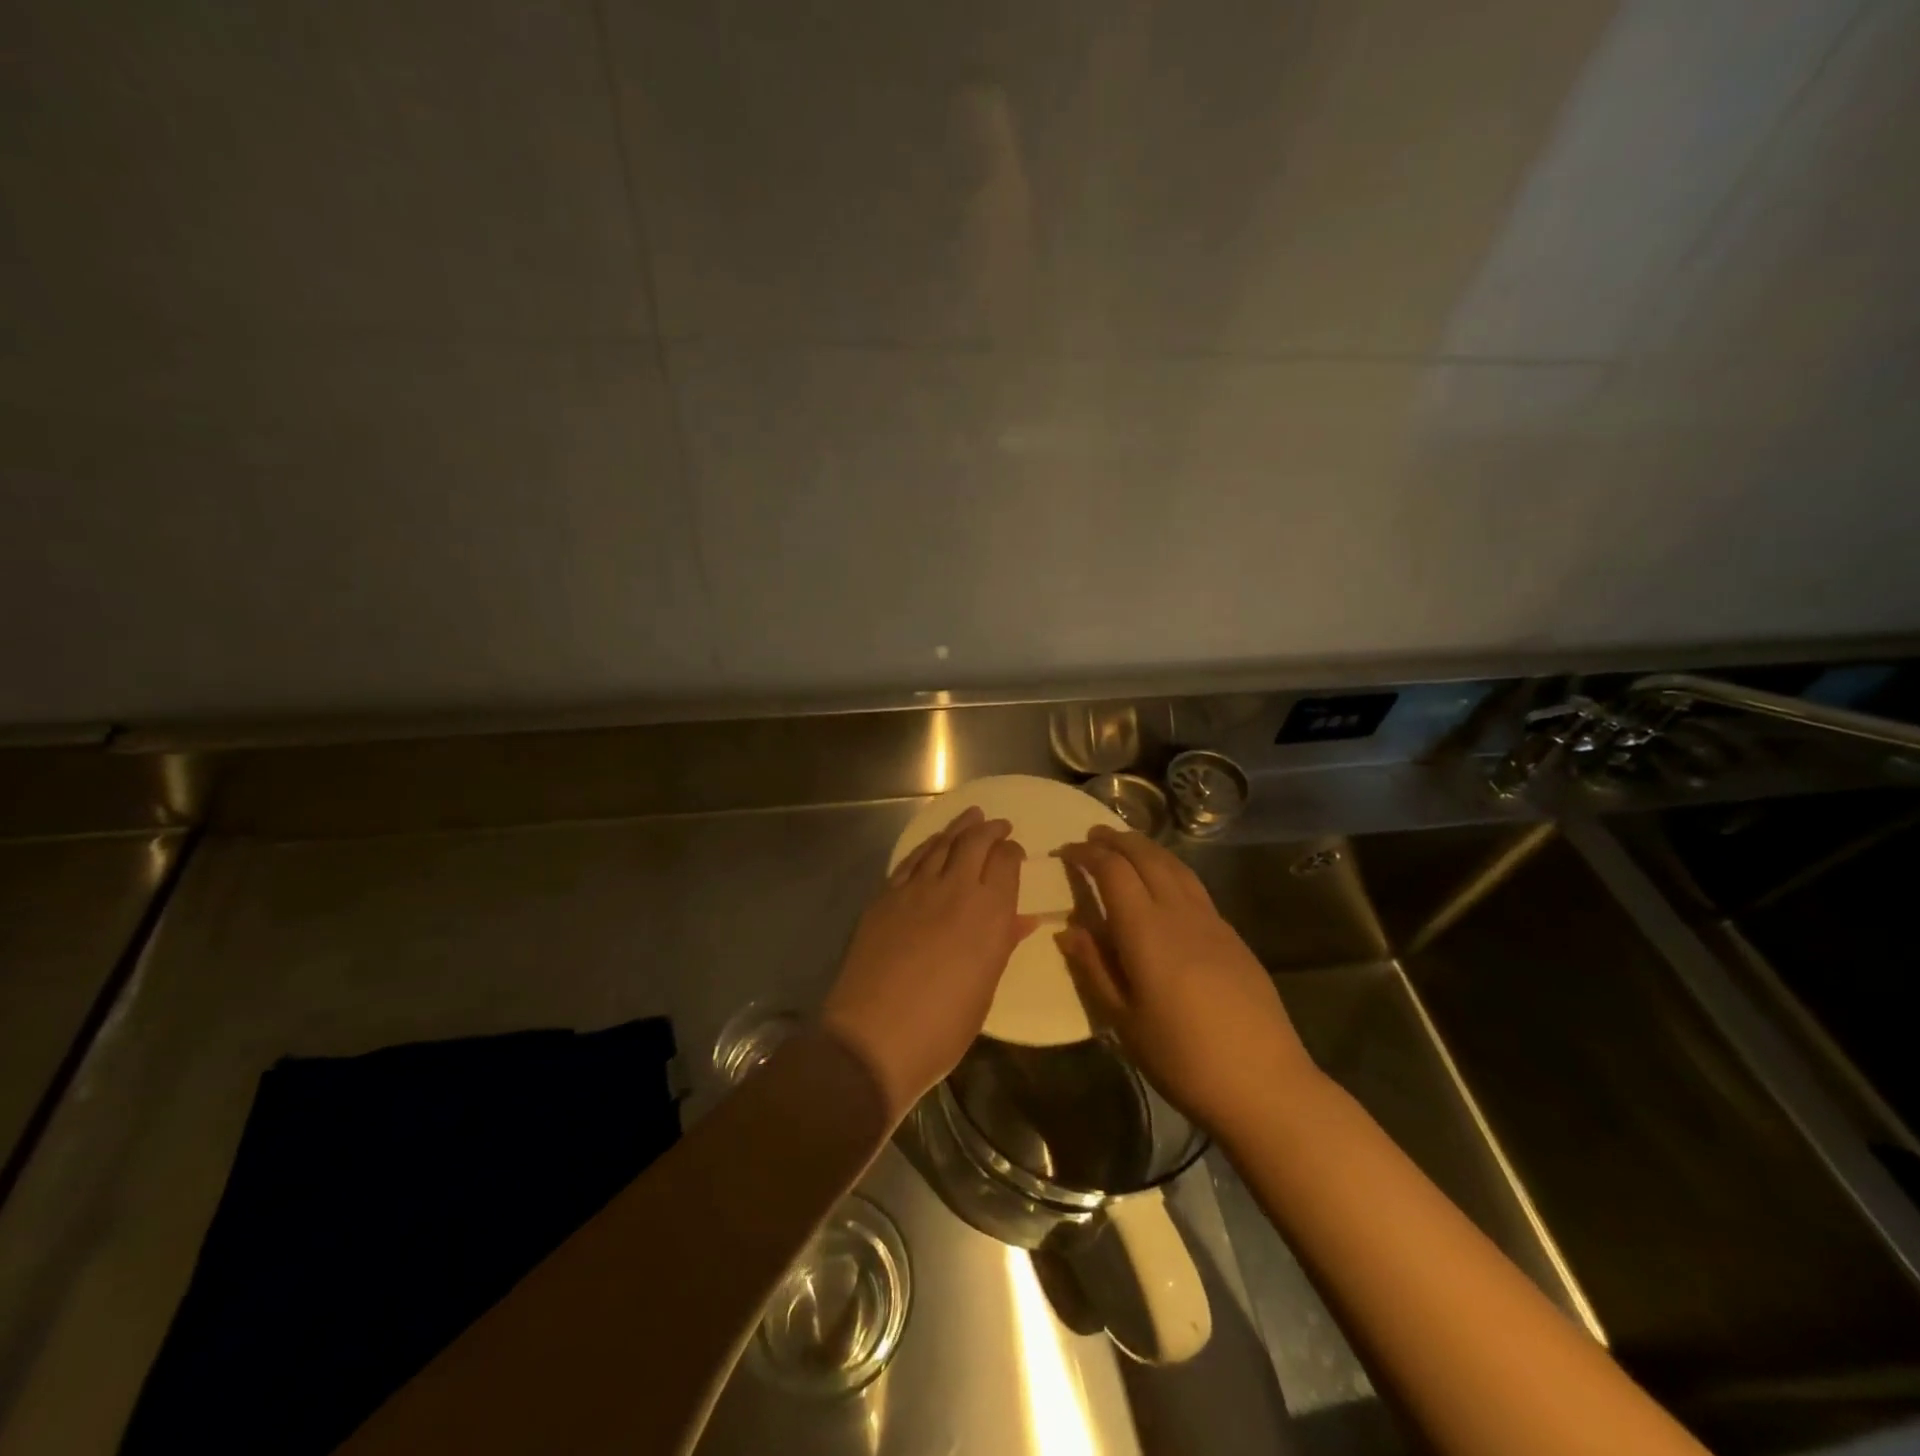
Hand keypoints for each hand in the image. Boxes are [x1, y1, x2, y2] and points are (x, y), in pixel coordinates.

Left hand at [822, 807, 1036, 1122]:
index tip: (1015, 852)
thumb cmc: (943, 1026)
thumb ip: (1002, 944)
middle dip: (990, 829)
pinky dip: (926, 846)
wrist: (874, 1036)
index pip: (1006, 861)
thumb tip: (1022, 919)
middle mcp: (955, 889)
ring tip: (970, 817)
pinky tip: (932, 844)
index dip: (1012, 852)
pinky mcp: (885, 896)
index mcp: (989, 912)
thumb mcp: (985, 988)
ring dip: (959, 827)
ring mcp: (915, 889)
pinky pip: (911, 860)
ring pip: (941, 844)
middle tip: (999, 824)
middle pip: (974, 842)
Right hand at [1056, 826, 1316, 1141]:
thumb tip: (1069, 931)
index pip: (1113, 871)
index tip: (1067, 851)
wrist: (1264, 1083)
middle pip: (1147, 857)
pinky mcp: (1232, 935)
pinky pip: (1194, 886)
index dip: (1087, 855)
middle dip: (1117, 840)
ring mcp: (1211, 921)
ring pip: (1175, 866)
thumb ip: (1095, 969)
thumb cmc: (1182, 1057)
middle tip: (1093, 836)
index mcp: (1146, 930)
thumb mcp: (1124, 1021)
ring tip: (1126, 846)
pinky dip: (1170, 869)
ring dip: (1147, 848)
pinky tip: (1165, 884)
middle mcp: (1179, 912)